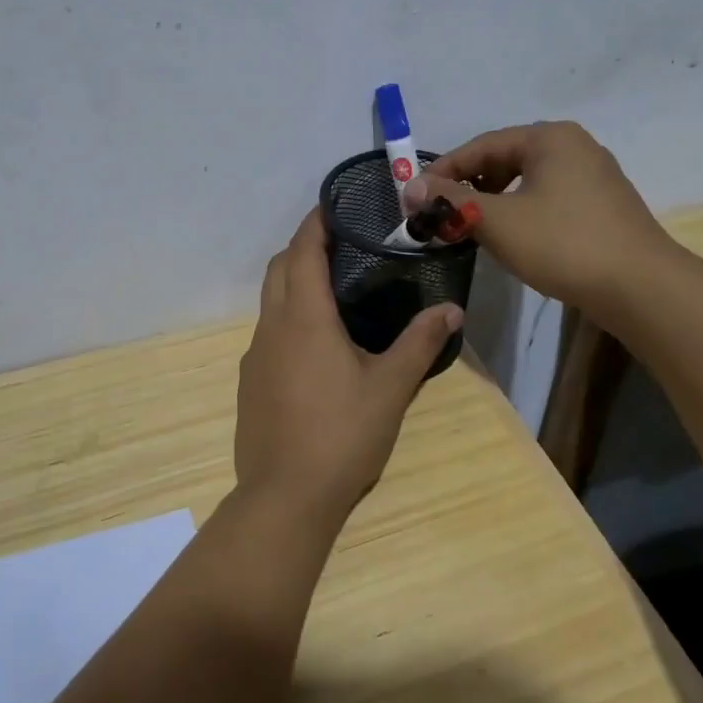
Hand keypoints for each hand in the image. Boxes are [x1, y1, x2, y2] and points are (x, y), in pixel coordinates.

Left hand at [234, 209, 462, 526]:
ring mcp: (255, 356)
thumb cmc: (342, 435)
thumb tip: (452, 309)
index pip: (303, 251)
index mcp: (303, 318)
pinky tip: (316, 346)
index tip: (334, 205)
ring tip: (333, 291)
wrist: (285, 497)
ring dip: (293, 284)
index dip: (316, 223)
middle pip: (279, 269)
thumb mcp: (390, 388)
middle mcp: (272, 328)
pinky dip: (287, 318)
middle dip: (303, 247)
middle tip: (341, 245)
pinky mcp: (250, 383)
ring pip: (270, 302)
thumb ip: (420, 343)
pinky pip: (268, 333)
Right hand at [401, 121, 681, 321]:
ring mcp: (593, 174)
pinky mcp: (602, 203)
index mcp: (549, 138)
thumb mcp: (496, 221)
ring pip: (526, 179)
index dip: (443, 170)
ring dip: (492, 200)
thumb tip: (409, 186)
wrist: (641, 287)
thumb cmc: (562, 244)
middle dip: (468, 185)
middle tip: (441, 213)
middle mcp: (573, 145)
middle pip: (504, 159)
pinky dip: (520, 209)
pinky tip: (511, 235)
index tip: (416, 196)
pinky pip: (547, 196)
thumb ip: (450, 200)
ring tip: (471, 226)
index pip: (481, 145)